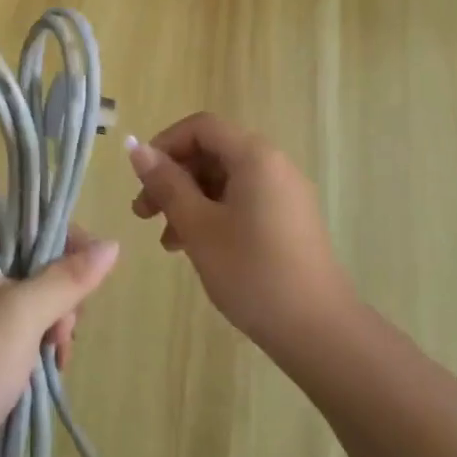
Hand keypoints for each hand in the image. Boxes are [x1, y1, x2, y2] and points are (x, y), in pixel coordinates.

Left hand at [0, 226, 119, 456]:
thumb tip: (112, 245)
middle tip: (66, 325)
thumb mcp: (25, 313)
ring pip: (30, 301)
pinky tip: (52, 367)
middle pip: (30, 263)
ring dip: (54, 322)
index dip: (57, 236)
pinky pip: (20, 333)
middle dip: (59, 291)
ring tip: (59, 353)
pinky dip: (40, 345)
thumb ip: (69, 277)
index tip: (89, 262)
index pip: (21, 223)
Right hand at [127, 113, 352, 353]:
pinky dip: (214, 214)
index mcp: (255, 156)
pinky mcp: (289, 220)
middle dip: (174, 178)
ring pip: (225, 180)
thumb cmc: (252, 272)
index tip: (141, 178)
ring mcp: (285, 193)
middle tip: (143, 214)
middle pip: (213, 152)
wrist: (319, 330)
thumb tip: (137, 148)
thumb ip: (167, 184)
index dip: (165, 144)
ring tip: (167, 241)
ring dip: (190, 200)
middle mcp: (273, 164)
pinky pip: (243, 200)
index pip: (202, 127)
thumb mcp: (199, 226)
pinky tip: (196, 248)